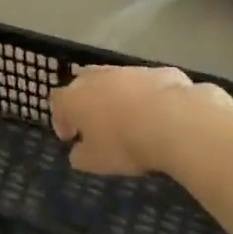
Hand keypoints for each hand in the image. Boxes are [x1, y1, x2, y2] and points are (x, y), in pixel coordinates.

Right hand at [51, 66, 232, 175]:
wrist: (175, 121)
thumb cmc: (126, 144)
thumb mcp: (96, 162)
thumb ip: (81, 156)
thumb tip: (78, 152)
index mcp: (75, 98)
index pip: (57, 102)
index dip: (61, 119)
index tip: (71, 137)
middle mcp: (98, 78)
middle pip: (83, 83)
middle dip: (87, 101)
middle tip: (97, 123)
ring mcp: (129, 71)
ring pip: (116, 79)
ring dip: (117, 95)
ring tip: (130, 118)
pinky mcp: (159, 71)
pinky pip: (147, 84)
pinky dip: (147, 96)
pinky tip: (160, 114)